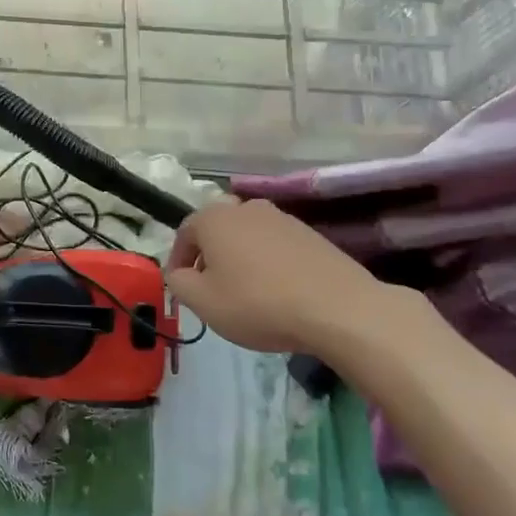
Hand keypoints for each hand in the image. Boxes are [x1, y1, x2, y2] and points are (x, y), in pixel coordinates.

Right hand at [166, 198, 426, 362]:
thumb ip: (179, 283)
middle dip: (210, 257)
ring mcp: (282, 218)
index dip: (178, 261)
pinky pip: (276, 246)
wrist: (337, 308)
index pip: (184, 232)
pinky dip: (269, 263)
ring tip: (246, 292)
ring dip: (241, 259)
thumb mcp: (203, 302)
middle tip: (212, 289)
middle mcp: (246, 207)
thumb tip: (179, 272)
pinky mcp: (311, 234)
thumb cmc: (257, 303)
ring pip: (248, 237)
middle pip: (218, 230)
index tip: (182, 287)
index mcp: (213, 217)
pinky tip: (278, 292)